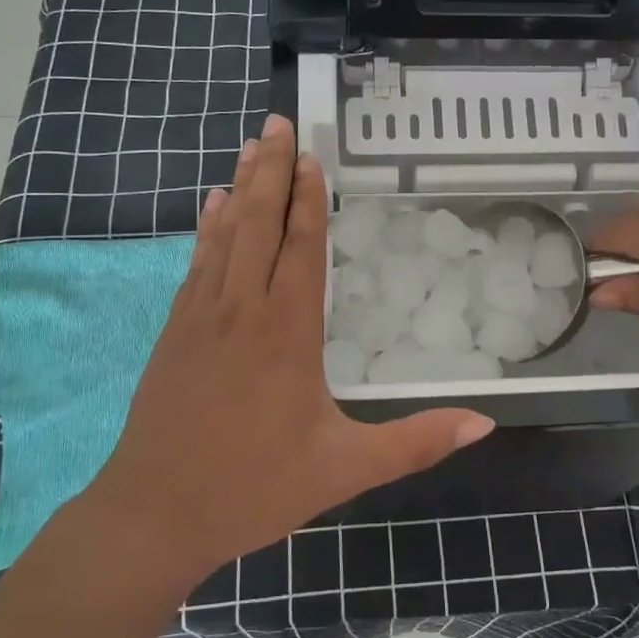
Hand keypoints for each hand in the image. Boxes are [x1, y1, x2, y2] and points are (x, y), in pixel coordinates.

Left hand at [82, 115, 493, 579]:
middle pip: (259, 224)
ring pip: (225, 236)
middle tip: (277, 123)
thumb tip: (484, 422)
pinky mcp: (175, 331)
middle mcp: (242, 310)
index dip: (309, 199)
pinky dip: (208, 228)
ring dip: (240, 188)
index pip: (302, 248)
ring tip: (249, 147)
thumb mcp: (344, 469)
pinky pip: (197, 263)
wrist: (154, 514)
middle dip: (270, 171)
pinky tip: (211, 207)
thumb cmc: (253, 488)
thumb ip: (415, 442)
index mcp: (286, 333)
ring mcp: (201, 317)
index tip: (311, 155)